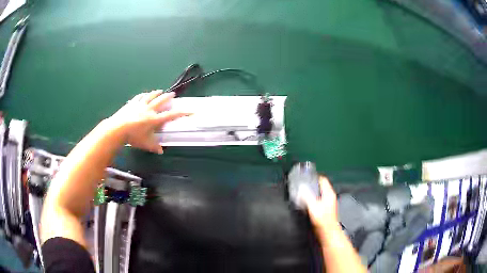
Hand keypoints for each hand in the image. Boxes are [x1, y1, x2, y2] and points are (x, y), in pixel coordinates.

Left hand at [106, 90, 190, 153]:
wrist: (118, 128)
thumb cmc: (133, 137)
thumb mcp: (145, 144)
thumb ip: (154, 147)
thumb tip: (161, 151)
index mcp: (154, 119)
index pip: (171, 115)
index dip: (182, 113)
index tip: (191, 111)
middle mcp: (149, 109)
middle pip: (161, 101)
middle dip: (168, 97)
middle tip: (173, 94)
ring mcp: (140, 105)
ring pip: (150, 96)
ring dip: (156, 93)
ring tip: (160, 91)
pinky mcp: (132, 103)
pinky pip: (139, 97)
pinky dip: (143, 95)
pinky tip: (144, 94)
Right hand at [303, 177, 339, 234]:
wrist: (327, 234)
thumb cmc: (323, 221)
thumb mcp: (313, 207)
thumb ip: (307, 197)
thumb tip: (301, 188)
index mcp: (329, 194)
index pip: (322, 180)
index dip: (314, 177)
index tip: (304, 177)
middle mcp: (329, 197)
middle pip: (319, 187)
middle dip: (310, 185)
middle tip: (299, 185)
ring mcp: (326, 204)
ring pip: (317, 194)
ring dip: (309, 193)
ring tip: (299, 193)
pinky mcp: (323, 210)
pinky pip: (316, 201)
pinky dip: (310, 200)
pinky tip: (303, 203)